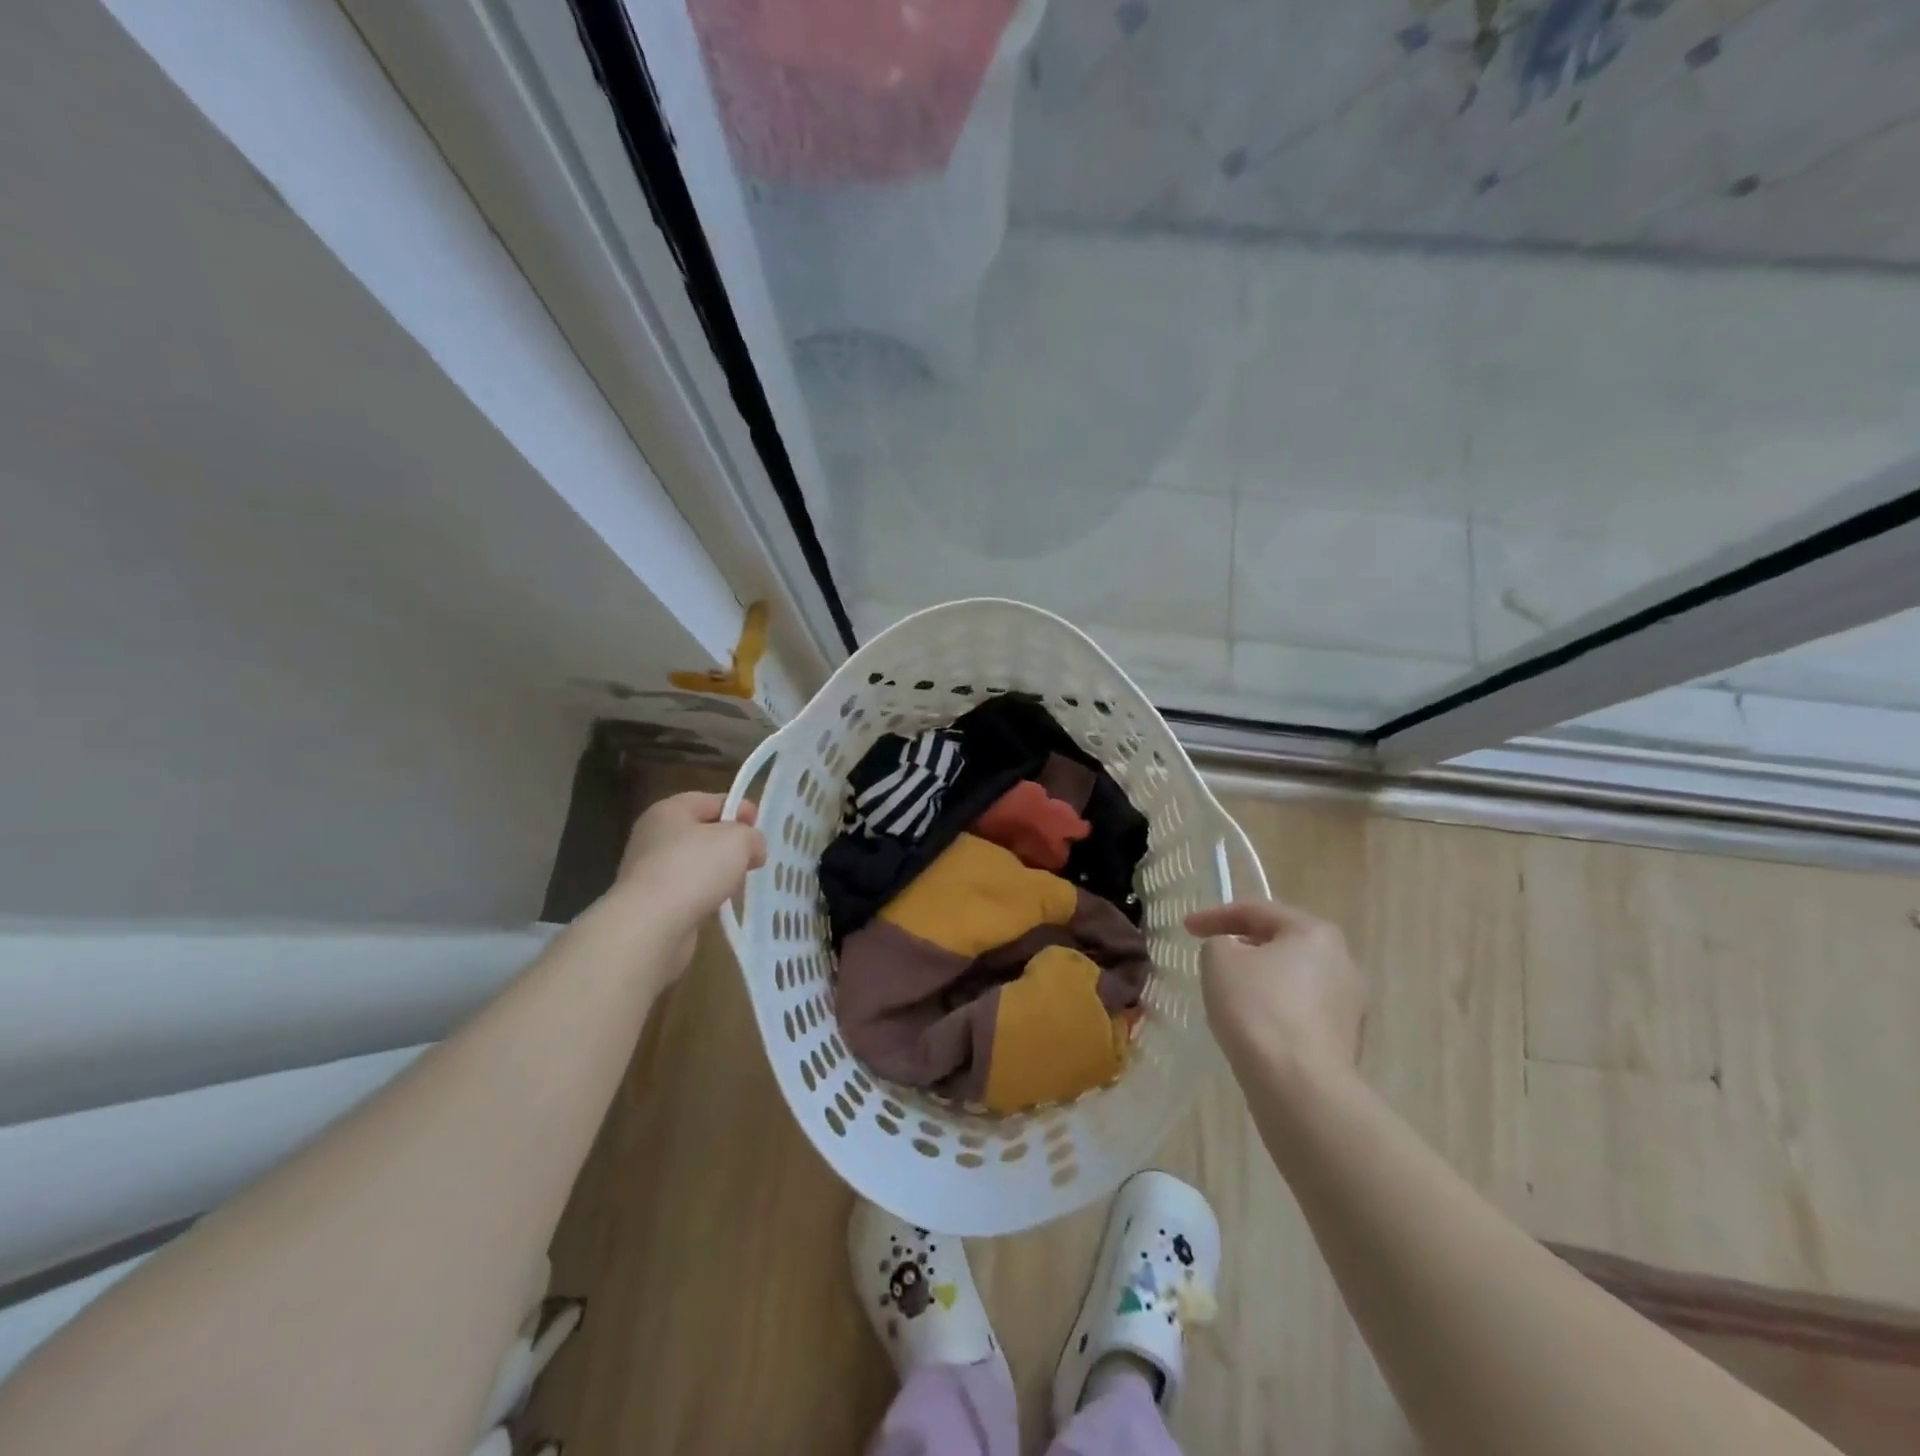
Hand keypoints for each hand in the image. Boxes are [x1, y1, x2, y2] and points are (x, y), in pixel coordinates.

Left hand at [614, 791, 765, 946]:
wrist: (651, 925)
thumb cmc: (695, 868)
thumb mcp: (739, 840)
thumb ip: (752, 837)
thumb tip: (753, 849)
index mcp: (670, 810)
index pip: (710, 800)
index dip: (739, 809)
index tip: (760, 827)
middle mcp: (654, 835)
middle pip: (701, 832)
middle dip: (730, 843)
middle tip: (754, 856)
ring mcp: (649, 870)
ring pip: (695, 863)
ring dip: (718, 872)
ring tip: (740, 883)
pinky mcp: (651, 902)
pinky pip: (687, 891)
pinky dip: (704, 895)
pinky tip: (719, 904)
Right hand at [1184, 900, 1366, 1083]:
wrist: (1299, 1087)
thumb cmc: (1257, 1009)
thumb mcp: (1219, 959)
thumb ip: (1219, 942)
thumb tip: (1231, 952)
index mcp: (1314, 932)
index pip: (1256, 910)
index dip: (1214, 915)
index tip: (1185, 928)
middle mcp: (1341, 961)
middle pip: (1280, 942)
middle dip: (1243, 945)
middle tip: (1211, 953)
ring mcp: (1348, 1003)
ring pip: (1291, 978)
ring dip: (1259, 978)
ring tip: (1227, 990)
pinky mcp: (1344, 1039)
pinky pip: (1299, 1010)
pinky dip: (1273, 1008)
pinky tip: (1251, 1023)